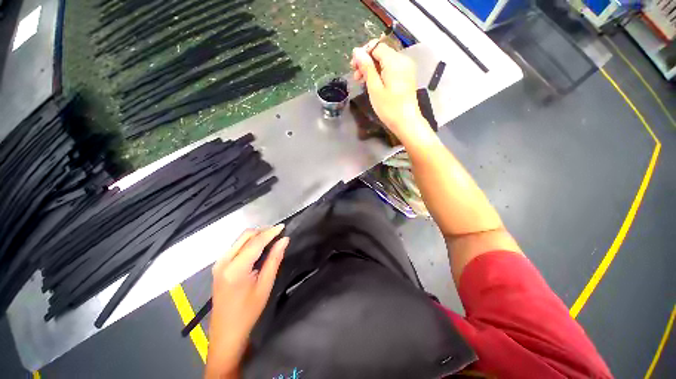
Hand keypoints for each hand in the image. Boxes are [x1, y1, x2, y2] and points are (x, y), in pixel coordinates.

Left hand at [205, 225, 288, 378]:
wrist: (226, 332)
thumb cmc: (248, 311)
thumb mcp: (265, 285)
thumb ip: (274, 259)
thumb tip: (284, 240)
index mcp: (235, 268)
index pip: (255, 242)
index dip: (270, 232)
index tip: (283, 226)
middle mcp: (224, 261)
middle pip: (245, 236)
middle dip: (263, 231)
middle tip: (279, 233)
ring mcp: (219, 263)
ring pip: (240, 239)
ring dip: (256, 236)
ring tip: (272, 238)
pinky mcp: (219, 266)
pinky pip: (236, 246)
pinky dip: (249, 243)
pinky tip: (259, 247)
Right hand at [351, 40, 423, 137]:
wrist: (407, 122)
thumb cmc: (389, 108)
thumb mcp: (374, 88)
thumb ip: (366, 68)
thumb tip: (357, 51)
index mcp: (394, 61)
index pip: (377, 46)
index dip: (363, 53)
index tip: (353, 67)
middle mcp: (403, 60)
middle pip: (381, 53)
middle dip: (367, 62)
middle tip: (356, 77)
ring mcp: (406, 68)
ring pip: (386, 61)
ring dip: (373, 68)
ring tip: (363, 82)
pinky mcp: (407, 76)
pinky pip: (392, 68)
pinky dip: (381, 73)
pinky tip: (374, 84)